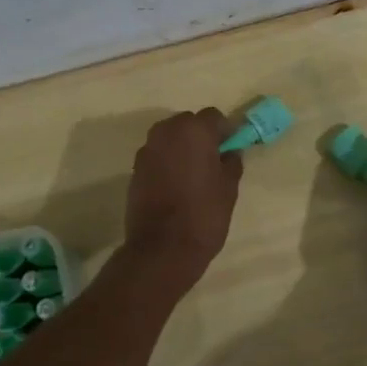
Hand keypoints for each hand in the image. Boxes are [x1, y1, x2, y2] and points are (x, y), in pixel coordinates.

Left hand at [122, 109, 242, 283]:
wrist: (162, 248)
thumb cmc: (204, 214)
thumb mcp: (229, 188)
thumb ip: (231, 162)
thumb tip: (230, 152)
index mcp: (194, 130)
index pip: (213, 116)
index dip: (224, 130)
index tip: (231, 148)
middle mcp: (167, 132)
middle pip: (188, 123)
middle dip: (201, 136)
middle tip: (213, 160)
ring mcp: (147, 150)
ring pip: (170, 138)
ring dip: (182, 148)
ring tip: (194, 174)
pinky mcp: (135, 169)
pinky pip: (157, 156)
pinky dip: (167, 162)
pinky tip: (176, 185)